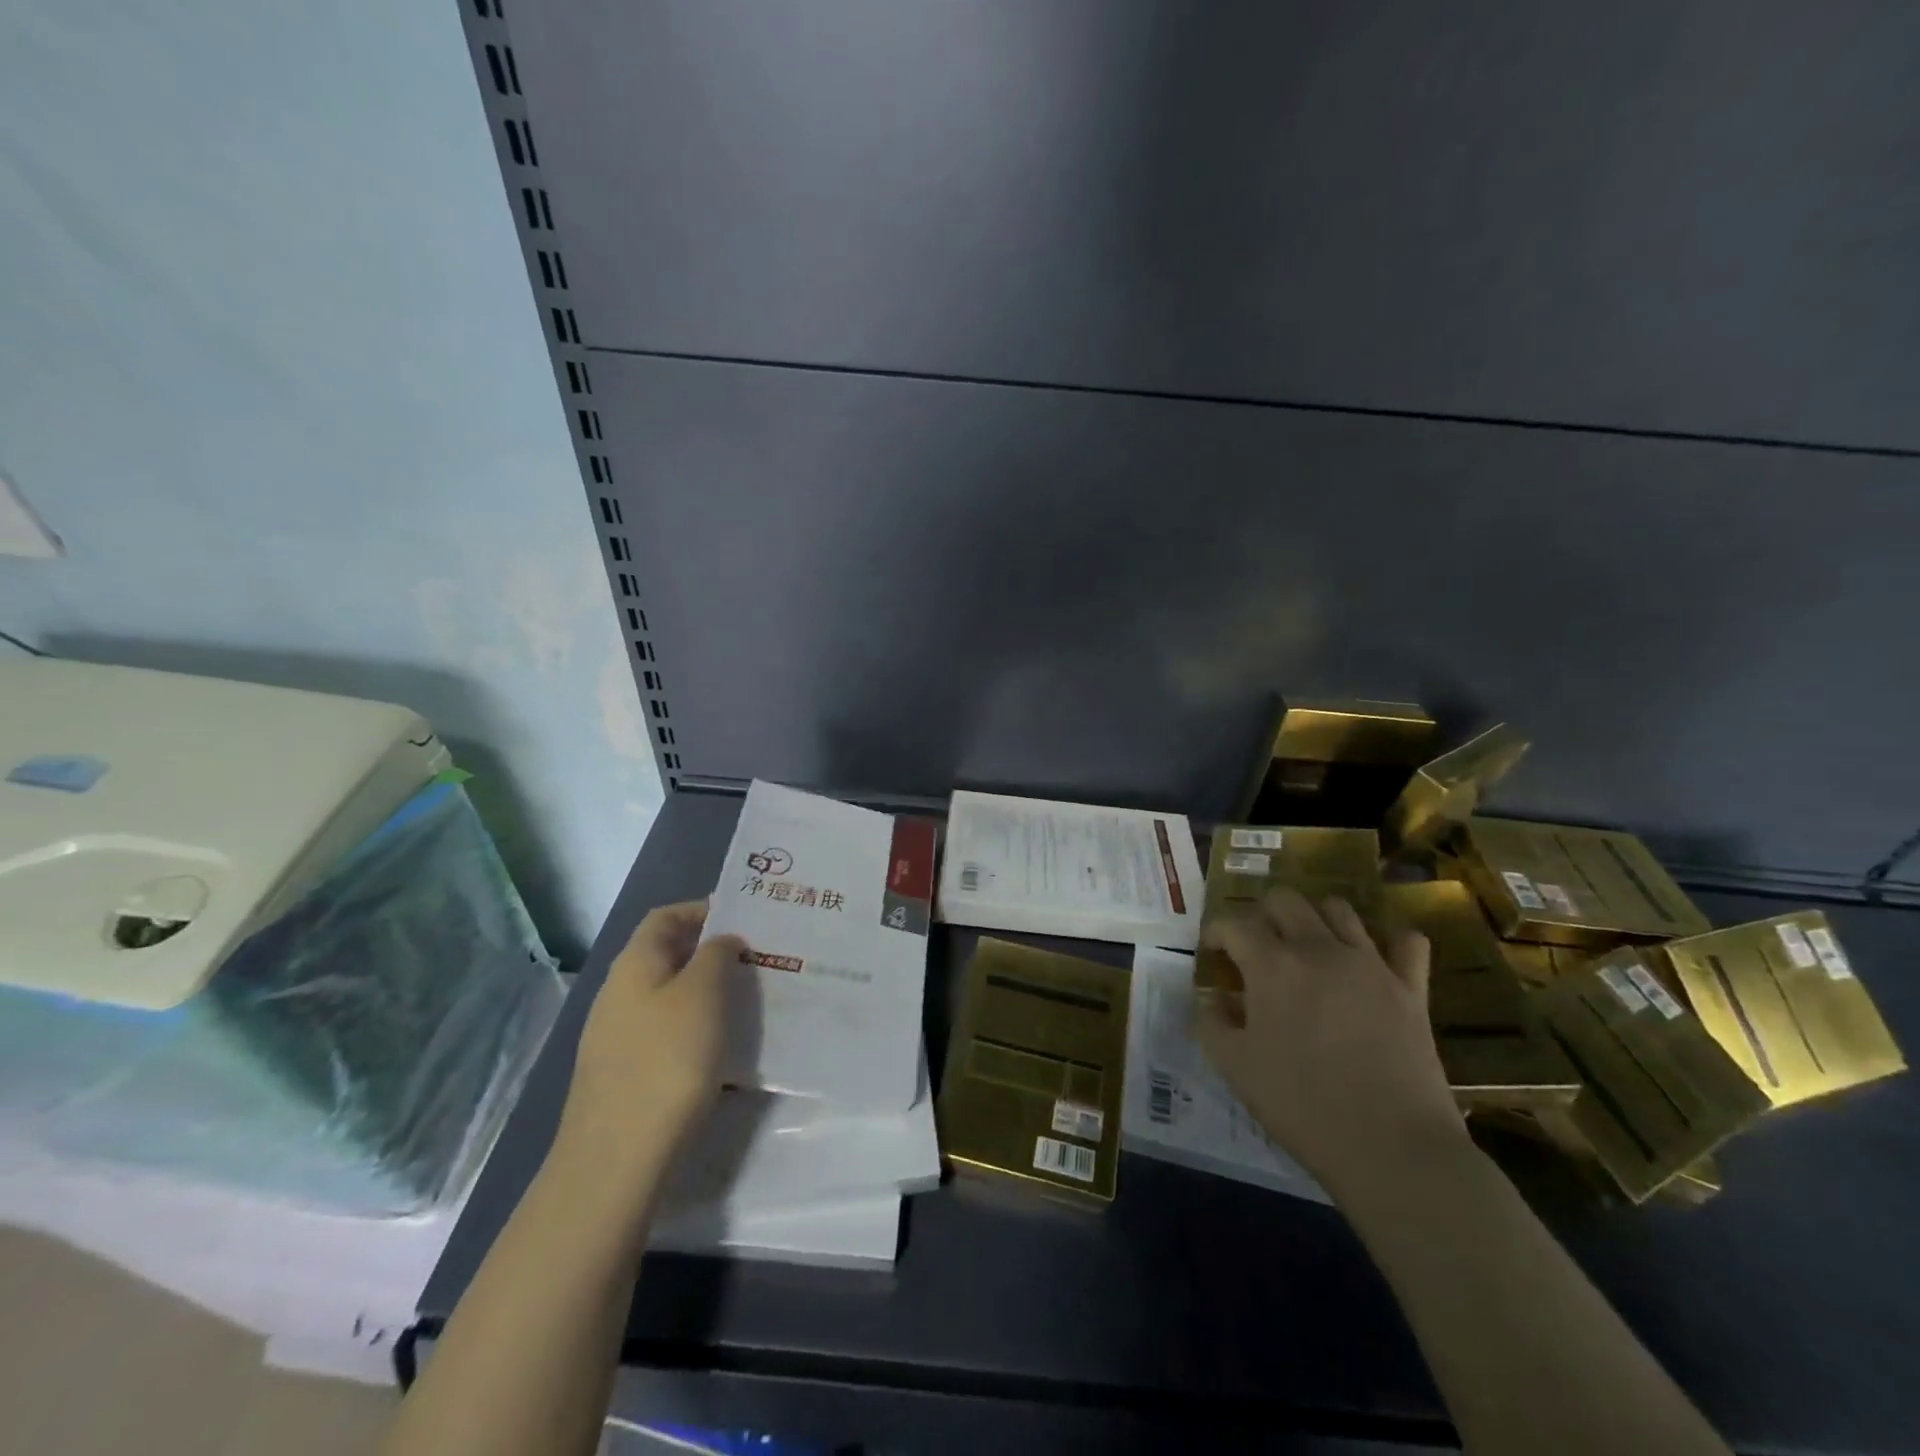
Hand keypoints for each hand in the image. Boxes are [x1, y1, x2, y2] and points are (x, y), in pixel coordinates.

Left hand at [561, 901, 744, 1174]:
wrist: (616, 1158)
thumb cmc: (667, 1060)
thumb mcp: (703, 993)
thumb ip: (717, 954)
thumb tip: (722, 941)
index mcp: (634, 963)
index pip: (665, 916)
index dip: (702, 909)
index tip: (744, 917)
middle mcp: (619, 992)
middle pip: (667, 954)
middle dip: (711, 951)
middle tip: (756, 958)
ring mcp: (617, 1035)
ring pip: (669, 994)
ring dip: (706, 990)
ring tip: (747, 999)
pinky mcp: (625, 1071)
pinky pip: (666, 1030)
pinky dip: (695, 1026)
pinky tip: (722, 1046)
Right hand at [1195, 888, 1467, 1194]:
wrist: (1392, 1148)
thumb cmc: (1302, 1105)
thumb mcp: (1234, 1067)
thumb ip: (1211, 1023)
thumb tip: (1211, 999)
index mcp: (1272, 965)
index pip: (1233, 923)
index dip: (1215, 932)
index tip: (1211, 951)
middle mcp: (1318, 949)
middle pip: (1285, 900)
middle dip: (1261, 915)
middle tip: (1256, 947)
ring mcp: (1370, 964)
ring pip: (1339, 909)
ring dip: (1316, 919)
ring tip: (1308, 949)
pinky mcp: (1410, 988)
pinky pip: (1407, 942)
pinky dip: (1389, 942)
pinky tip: (1375, 960)